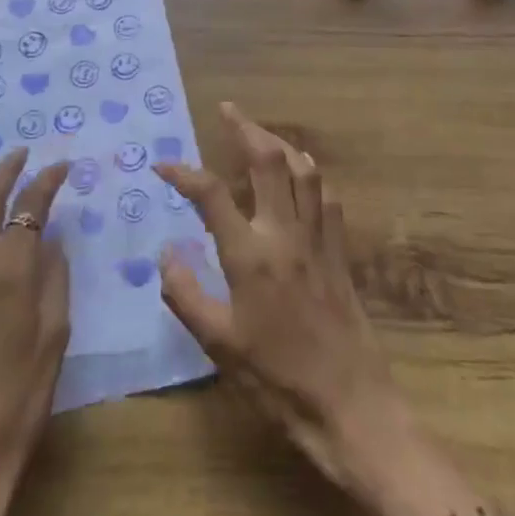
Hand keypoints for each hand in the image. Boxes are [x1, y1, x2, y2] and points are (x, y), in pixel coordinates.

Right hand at [156, 103, 408, 490]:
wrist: (351, 405)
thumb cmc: (277, 380)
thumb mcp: (219, 346)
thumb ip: (186, 294)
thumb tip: (166, 252)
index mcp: (250, 255)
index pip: (212, 194)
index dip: (184, 172)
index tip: (163, 165)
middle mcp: (285, 234)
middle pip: (268, 161)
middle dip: (246, 128)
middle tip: (228, 110)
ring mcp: (318, 239)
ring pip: (303, 170)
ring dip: (280, 143)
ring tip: (261, 134)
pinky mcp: (340, 252)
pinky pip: (327, 196)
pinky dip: (311, 174)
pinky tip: (303, 173)